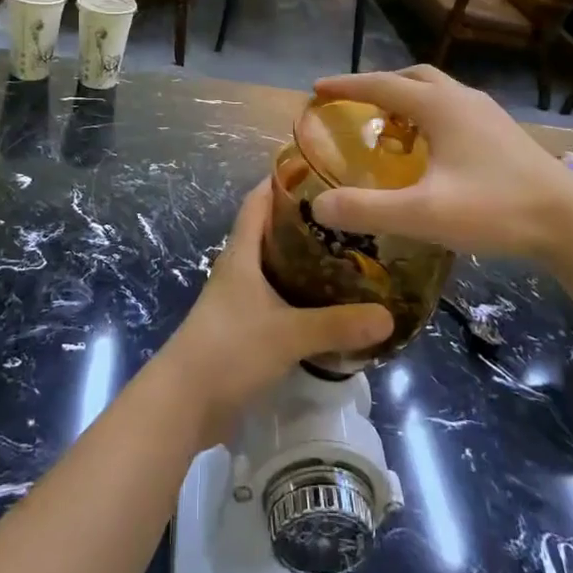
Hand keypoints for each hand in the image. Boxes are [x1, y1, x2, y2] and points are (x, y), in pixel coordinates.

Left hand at [159, 185, 392, 440]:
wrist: (185, 402)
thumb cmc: (230, 349)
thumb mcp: (288, 334)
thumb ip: (337, 325)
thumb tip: (388, 315)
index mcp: (241, 254)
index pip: (258, 202)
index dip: (281, 182)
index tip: (317, 170)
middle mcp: (238, 270)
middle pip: (269, 233)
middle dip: (304, 223)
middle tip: (347, 217)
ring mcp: (238, 301)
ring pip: (274, 269)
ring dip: (303, 262)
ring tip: (347, 257)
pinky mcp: (242, 330)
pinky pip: (275, 301)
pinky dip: (299, 297)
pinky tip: (327, 306)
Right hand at [308, 66, 572, 260]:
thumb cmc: (496, 209)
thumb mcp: (425, 213)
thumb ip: (368, 210)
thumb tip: (318, 204)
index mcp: (440, 107)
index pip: (382, 85)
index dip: (347, 86)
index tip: (318, 89)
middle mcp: (463, 99)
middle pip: (413, 78)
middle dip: (379, 86)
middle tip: (354, 105)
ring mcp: (488, 114)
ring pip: (438, 91)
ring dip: (407, 98)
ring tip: (389, 126)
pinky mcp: (504, 133)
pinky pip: (454, 109)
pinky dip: (430, 115)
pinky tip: (432, 149)